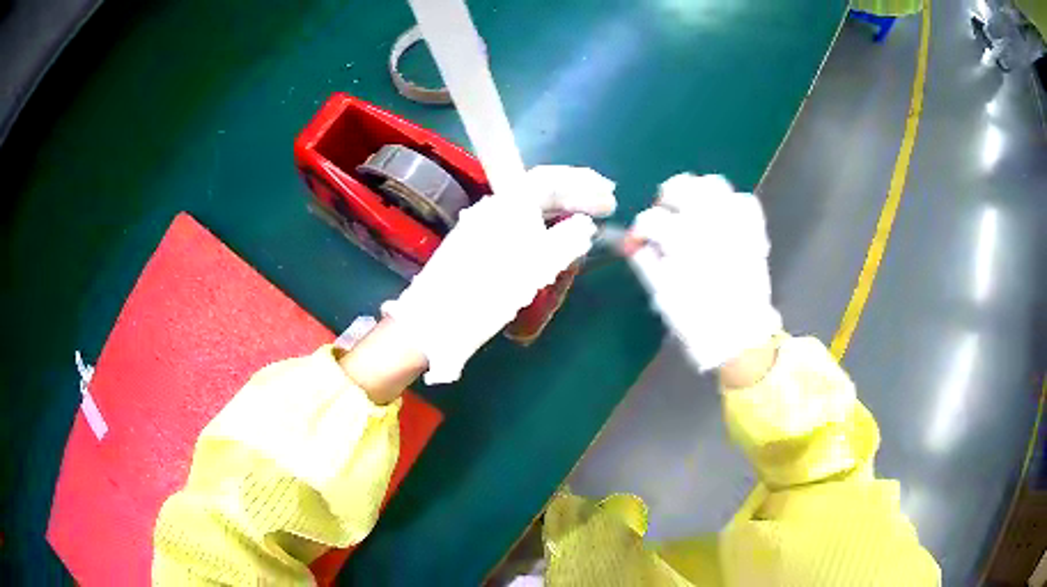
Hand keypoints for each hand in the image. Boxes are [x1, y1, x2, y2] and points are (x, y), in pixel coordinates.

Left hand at [380, 165, 616, 383]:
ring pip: (529, 211)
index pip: (549, 178)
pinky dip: (542, 233)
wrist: (433, 321)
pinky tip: (553, 247)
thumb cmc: (485, 292)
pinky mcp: (477, 246)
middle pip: (539, 191)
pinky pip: (518, 229)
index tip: (609, 195)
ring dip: (559, 215)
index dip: (582, 182)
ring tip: (584, 227)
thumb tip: (585, 225)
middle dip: (574, 196)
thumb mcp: (535, 267)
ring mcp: (483, 227)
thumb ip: (566, 240)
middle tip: (604, 207)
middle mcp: (493, 208)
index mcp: (507, 204)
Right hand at [628, 174, 780, 372]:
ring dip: (698, 192)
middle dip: (667, 197)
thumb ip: (646, 263)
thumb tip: (633, 244)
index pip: (652, 219)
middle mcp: (710, 225)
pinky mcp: (753, 232)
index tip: (637, 242)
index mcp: (684, 243)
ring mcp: (735, 225)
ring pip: (715, 184)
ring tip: (693, 209)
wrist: (740, 338)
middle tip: (666, 214)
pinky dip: (731, 204)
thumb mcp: (663, 296)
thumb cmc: (697, 323)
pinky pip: (745, 201)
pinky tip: (722, 217)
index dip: (639, 229)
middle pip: (683, 186)